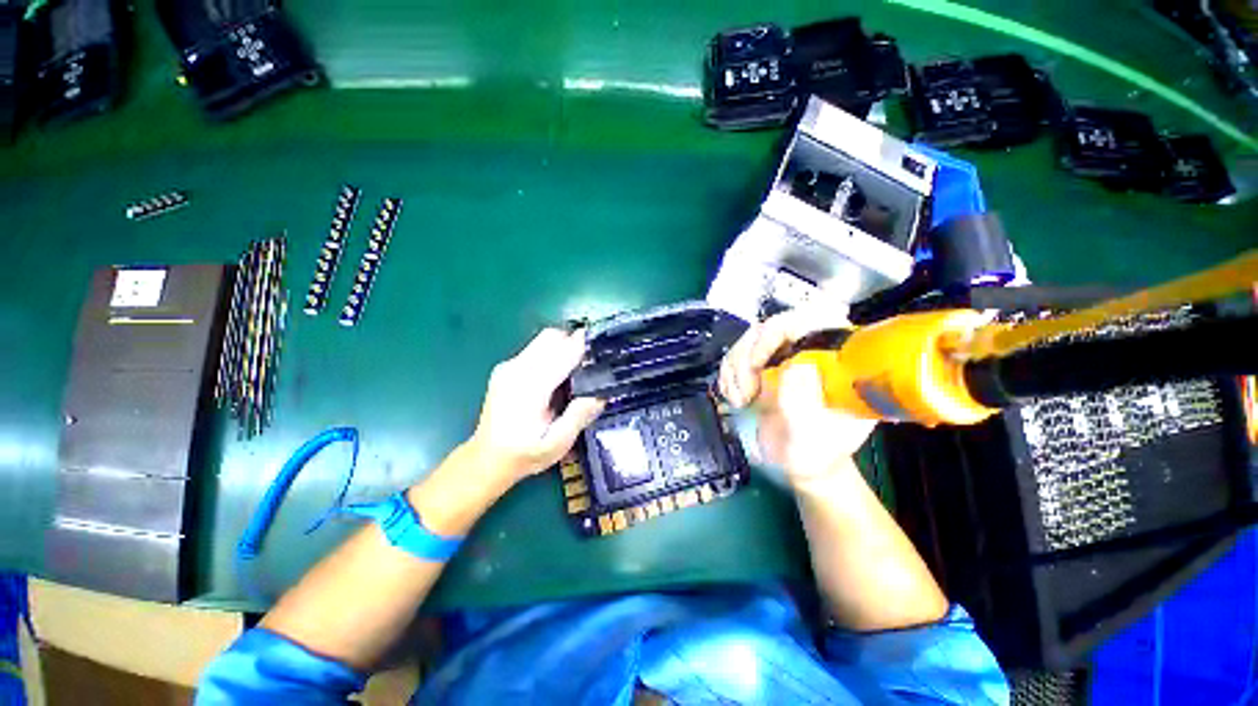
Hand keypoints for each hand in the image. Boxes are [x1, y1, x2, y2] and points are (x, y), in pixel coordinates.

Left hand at [467, 328, 605, 487]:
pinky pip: (535, 349)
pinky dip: (552, 353)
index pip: (561, 352)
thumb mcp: (556, 444)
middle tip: (590, 364)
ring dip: (563, 347)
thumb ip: (578, 416)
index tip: (602, 350)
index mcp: (529, 387)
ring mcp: (508, 366)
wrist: (487, 459)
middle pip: (552, 336)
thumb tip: (600, 394)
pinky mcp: (506, 367)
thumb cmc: (524, 454)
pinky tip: (557, 377)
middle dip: (574, 343)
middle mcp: (516, 369)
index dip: (584, 346)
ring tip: (576, 371)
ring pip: (543, 339)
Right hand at [719, 309, 875, 485]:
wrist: (796, 462)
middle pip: (770, 327)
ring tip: (742, 401)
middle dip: (748, 358)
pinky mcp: (762, 364)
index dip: (779, 330)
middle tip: (747, 393)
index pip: (813, 319)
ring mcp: (783, 355)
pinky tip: (736, 398)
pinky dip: (728, 376)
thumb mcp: (811, 437)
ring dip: (735, 370)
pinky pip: (734, 355)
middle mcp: (809, 350)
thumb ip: (804, 406)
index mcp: (836, 360)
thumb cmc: (813, 453)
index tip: (759, 363)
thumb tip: (797, 365)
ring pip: (748, 340)